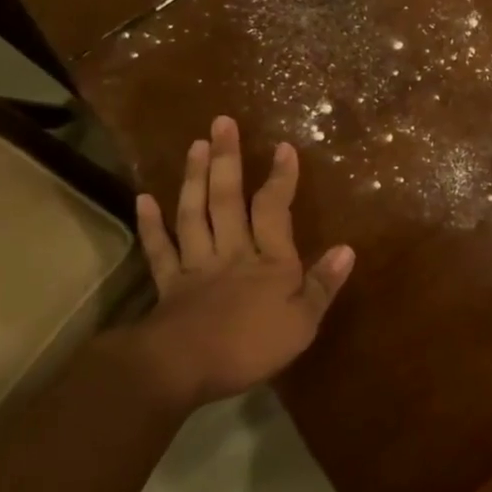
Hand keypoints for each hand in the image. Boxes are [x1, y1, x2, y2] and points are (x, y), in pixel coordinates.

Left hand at [132, 115, 354, 407]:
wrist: (183, 368)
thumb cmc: (250, 347)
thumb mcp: (302, 323)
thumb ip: (323, 285)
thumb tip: (347, 248)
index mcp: (268, 261)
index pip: (274, 210)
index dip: (280, 178)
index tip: (283, 147)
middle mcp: (231, 252)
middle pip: (227, 200)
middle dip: (226, 160)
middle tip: (221, 123)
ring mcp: (196, 265)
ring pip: (194, 214)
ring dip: (194, 179)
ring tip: (195, 145)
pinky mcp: (169, 284)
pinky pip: (160, 250)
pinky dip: (151, 225)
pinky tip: (144, 199)